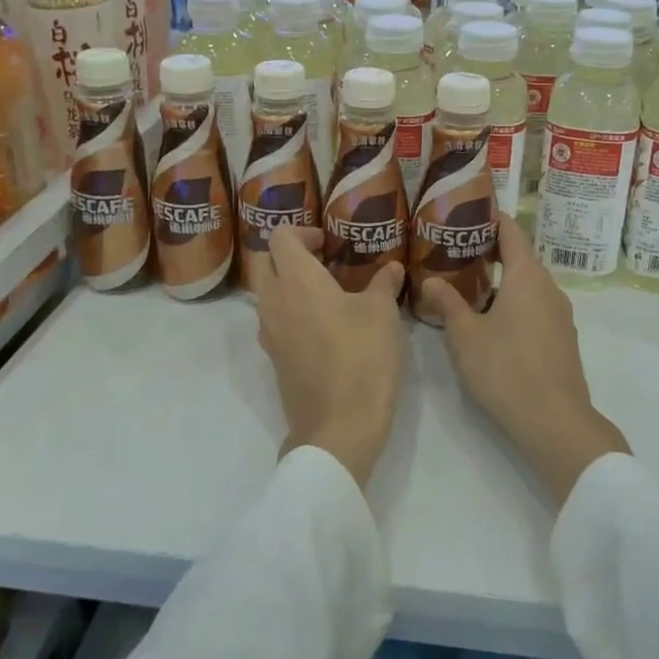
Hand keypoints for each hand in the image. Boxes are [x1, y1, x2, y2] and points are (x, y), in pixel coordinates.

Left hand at [251, 226, 407, 489]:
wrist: (338, 427)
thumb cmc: (362, 359)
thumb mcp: (383, 314)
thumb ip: (384, 284)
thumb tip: (391, 268)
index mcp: (297, 280)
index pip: (281, 236)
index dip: (303, 231)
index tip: (328, 242)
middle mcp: (274, 301)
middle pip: (267, 262)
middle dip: (292, 256)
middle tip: (326, 262)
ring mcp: (269, 333)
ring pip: (268, 294)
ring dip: (290, 285)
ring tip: (329, 294)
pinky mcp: (274, 358)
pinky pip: (275, 321)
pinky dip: (292, 312)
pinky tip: (325, 326)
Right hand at [423, 214, 628, 508]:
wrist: (555, 422)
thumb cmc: (506, 369)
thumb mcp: (465, 336)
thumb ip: (447, 303)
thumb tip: (430, 279)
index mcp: (527, 276)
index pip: (510, 230)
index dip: (490, 218)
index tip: (465, 213)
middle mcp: (548, 287)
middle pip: (520, 256)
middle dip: (489, 250)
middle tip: (454, 250)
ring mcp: (559, 314)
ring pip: (527, 284)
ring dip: (501, 279)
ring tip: (466, 284)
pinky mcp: (562, 338)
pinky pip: (535, 305)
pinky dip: (513, 301)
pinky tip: (491, 319)